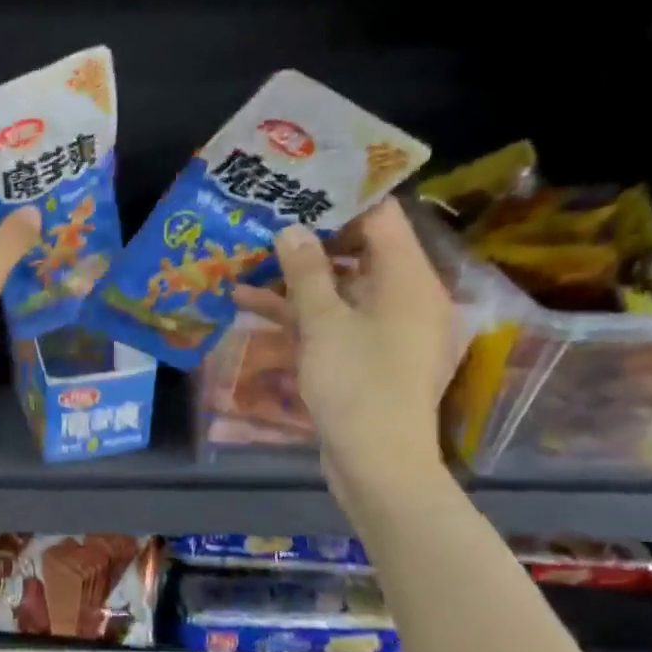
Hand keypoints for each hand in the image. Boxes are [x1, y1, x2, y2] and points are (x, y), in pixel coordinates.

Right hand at [231, 199, 454, 502]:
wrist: (377, 461)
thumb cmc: (356, 383)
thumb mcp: (324, 323)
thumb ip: (307, 272)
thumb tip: (291, 230)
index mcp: (408, 278)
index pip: (381, 217)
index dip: (341, 200)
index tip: (297, 190)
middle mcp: (403, 296)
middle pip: (357, 251)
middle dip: (308, 239)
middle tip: (262, 223)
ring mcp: (384, 328)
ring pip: (338, 288)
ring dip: (294, 278)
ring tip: (244, 262)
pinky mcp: (365, 355)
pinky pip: (333, 319)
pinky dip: (299, 312)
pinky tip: (251, 304)